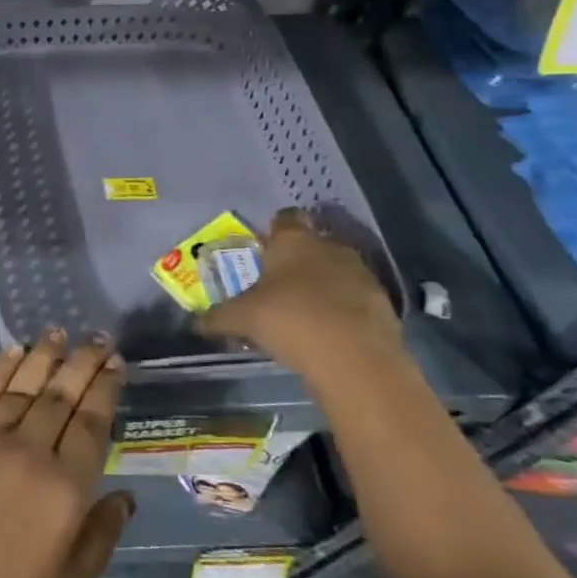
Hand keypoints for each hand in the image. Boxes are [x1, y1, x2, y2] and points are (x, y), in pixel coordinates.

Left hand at [0, 330, 131, 577]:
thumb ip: (100, 537)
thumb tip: (125, 496)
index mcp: (63, 488)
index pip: (91, 423)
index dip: (105, 389)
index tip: (116, 364)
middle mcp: (29, 451)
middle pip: (61, 395)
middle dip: (82, 362)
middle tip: (98, 338)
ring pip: (22, 386)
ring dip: (43, 356)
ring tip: (58, 332)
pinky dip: (0, 369)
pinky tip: (13, 352)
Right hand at [199, 207, 404, 383]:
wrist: (356, 359)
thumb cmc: (290, 320)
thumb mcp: (242, 319)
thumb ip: (217, 317)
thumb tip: (194, 322)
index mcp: (294, 240)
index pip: (284, 218)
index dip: (273, 231)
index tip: (263, 251)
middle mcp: (329, 246)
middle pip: (311, 245)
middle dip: (296, 262)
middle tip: (277, 287)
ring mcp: (361, 273)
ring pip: (335, 271)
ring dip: (322, 286)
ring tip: (303, 313)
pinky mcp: (382, 303)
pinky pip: (355, 298)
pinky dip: (343, 310)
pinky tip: (328, 333)